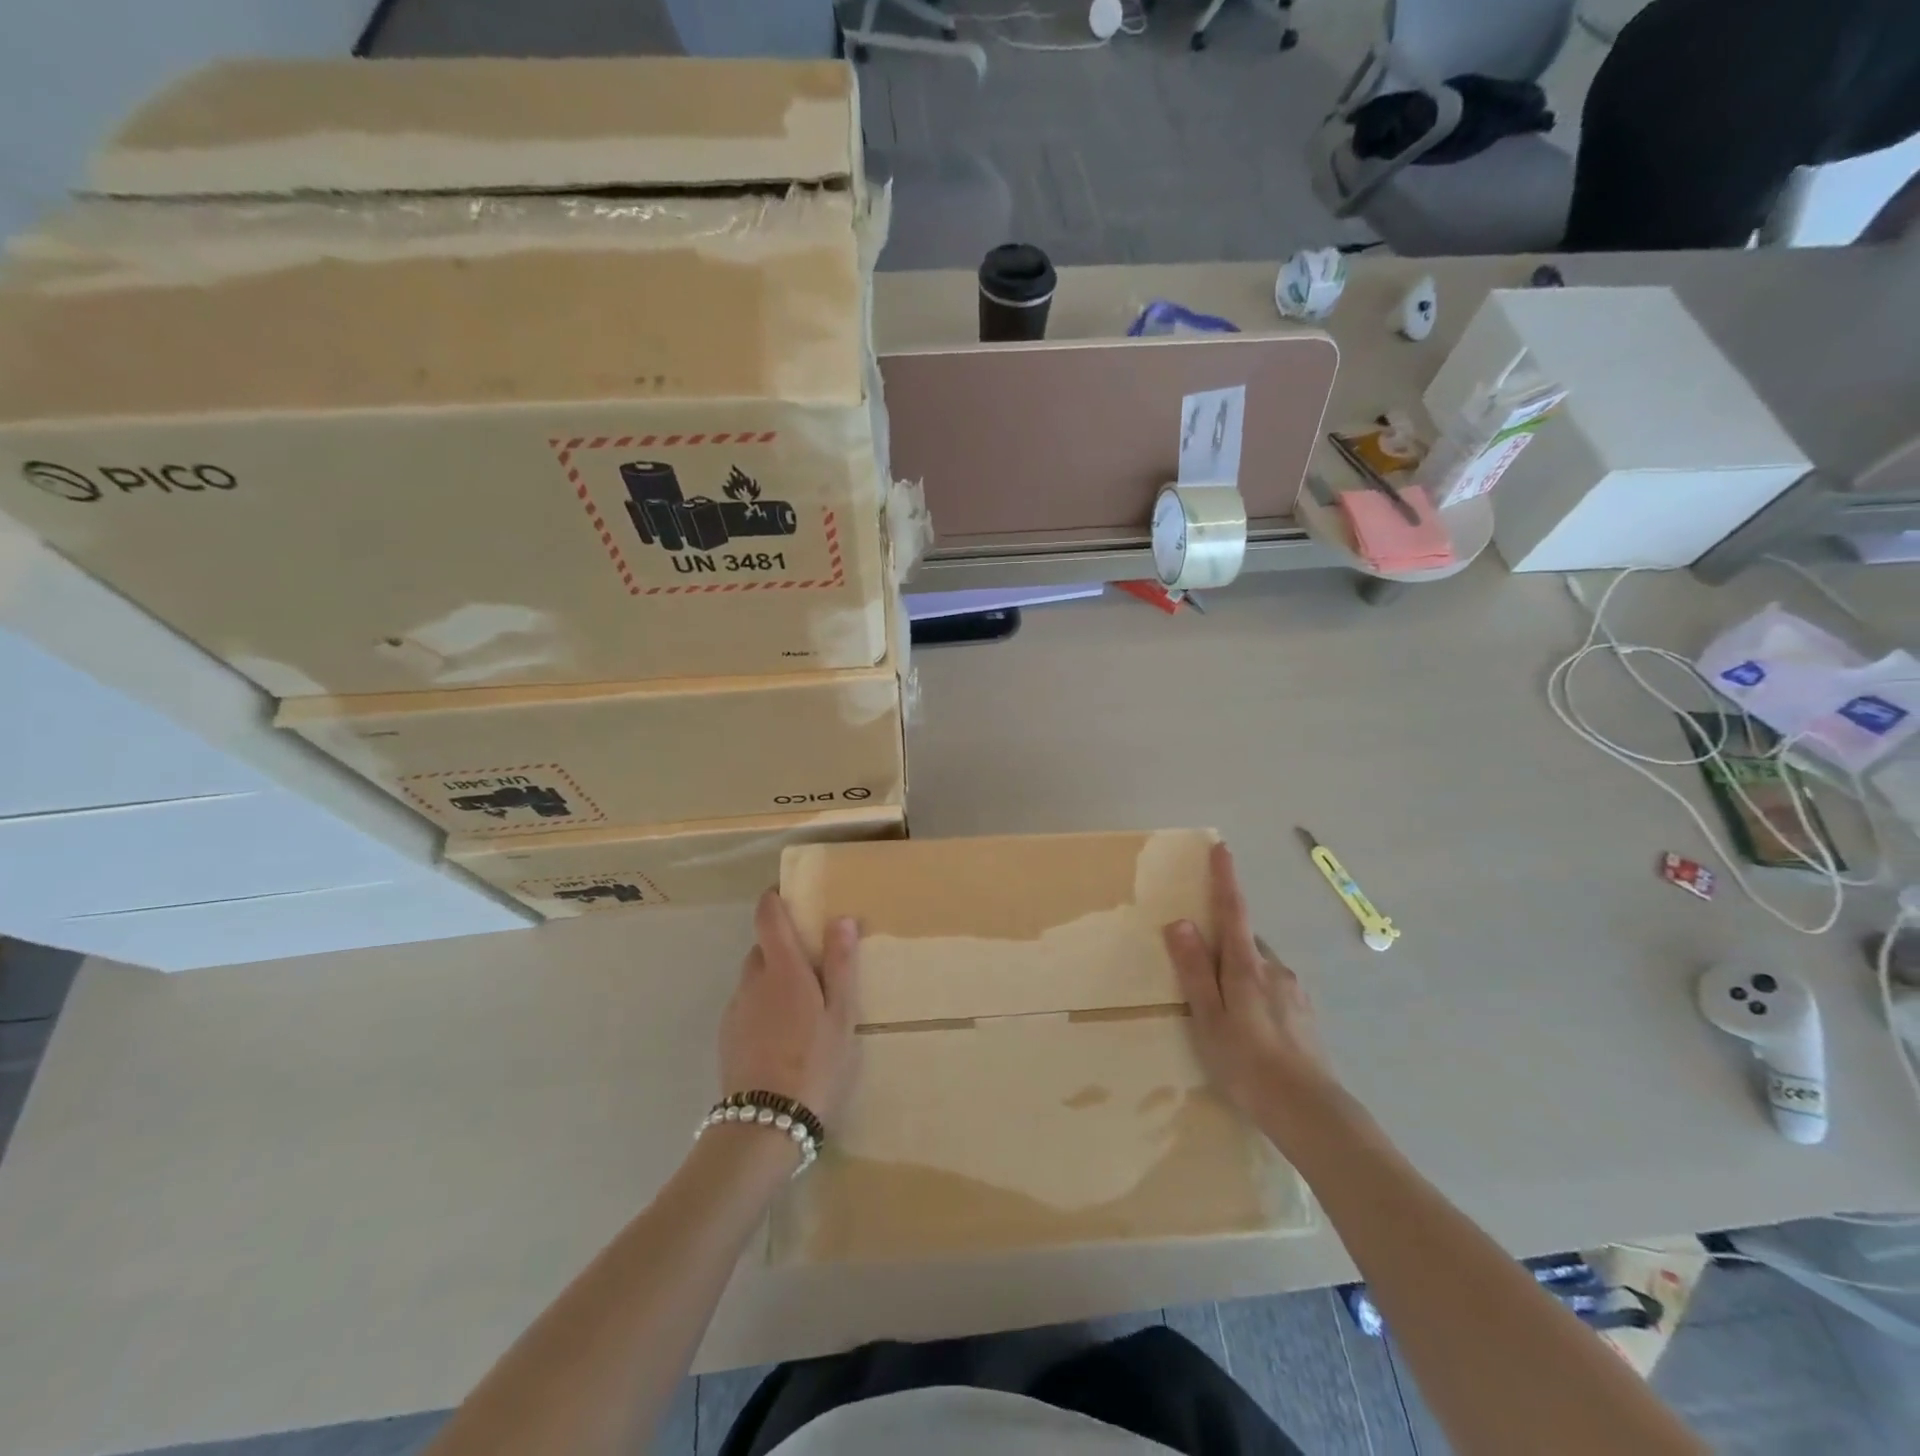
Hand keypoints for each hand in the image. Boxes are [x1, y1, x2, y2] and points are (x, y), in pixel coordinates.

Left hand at [718, 890, 859, 1125]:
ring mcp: (735, 1010)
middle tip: (814, 965)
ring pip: (754, 979)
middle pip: (763, 948)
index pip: (767, 916)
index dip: (774, 899)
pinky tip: (783, 1035)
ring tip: (802, 1007)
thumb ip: (841, 965)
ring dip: (774, 978)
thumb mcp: (841, 1015)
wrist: (765, 1125)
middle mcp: (752, 981)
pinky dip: (763, 1005)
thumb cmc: (815, 1063)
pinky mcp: (727, 1036)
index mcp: (782, 969)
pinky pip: (747, 1005)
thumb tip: (840, 919)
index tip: (788, 894)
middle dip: (784, 946)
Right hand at [1164, 842, 1334, 1116]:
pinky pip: (1273, 987)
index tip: (1222, 847)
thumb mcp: (1209, 1018)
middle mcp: (1275, 968)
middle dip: (1224, 941)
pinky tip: (1250, 1027)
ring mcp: (1294, 991)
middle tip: (1201, 969)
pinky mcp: (1305, 1013)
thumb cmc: (1248, 1063)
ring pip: (1259, 966)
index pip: (1233, 910)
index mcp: (1247, 966)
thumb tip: (1180, 922)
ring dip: (1239, 971)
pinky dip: (1255, 992)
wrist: (1311, 1112)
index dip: (1225, 878)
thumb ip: (1194, 970)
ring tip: (1223, 1009)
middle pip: (1244, 939)